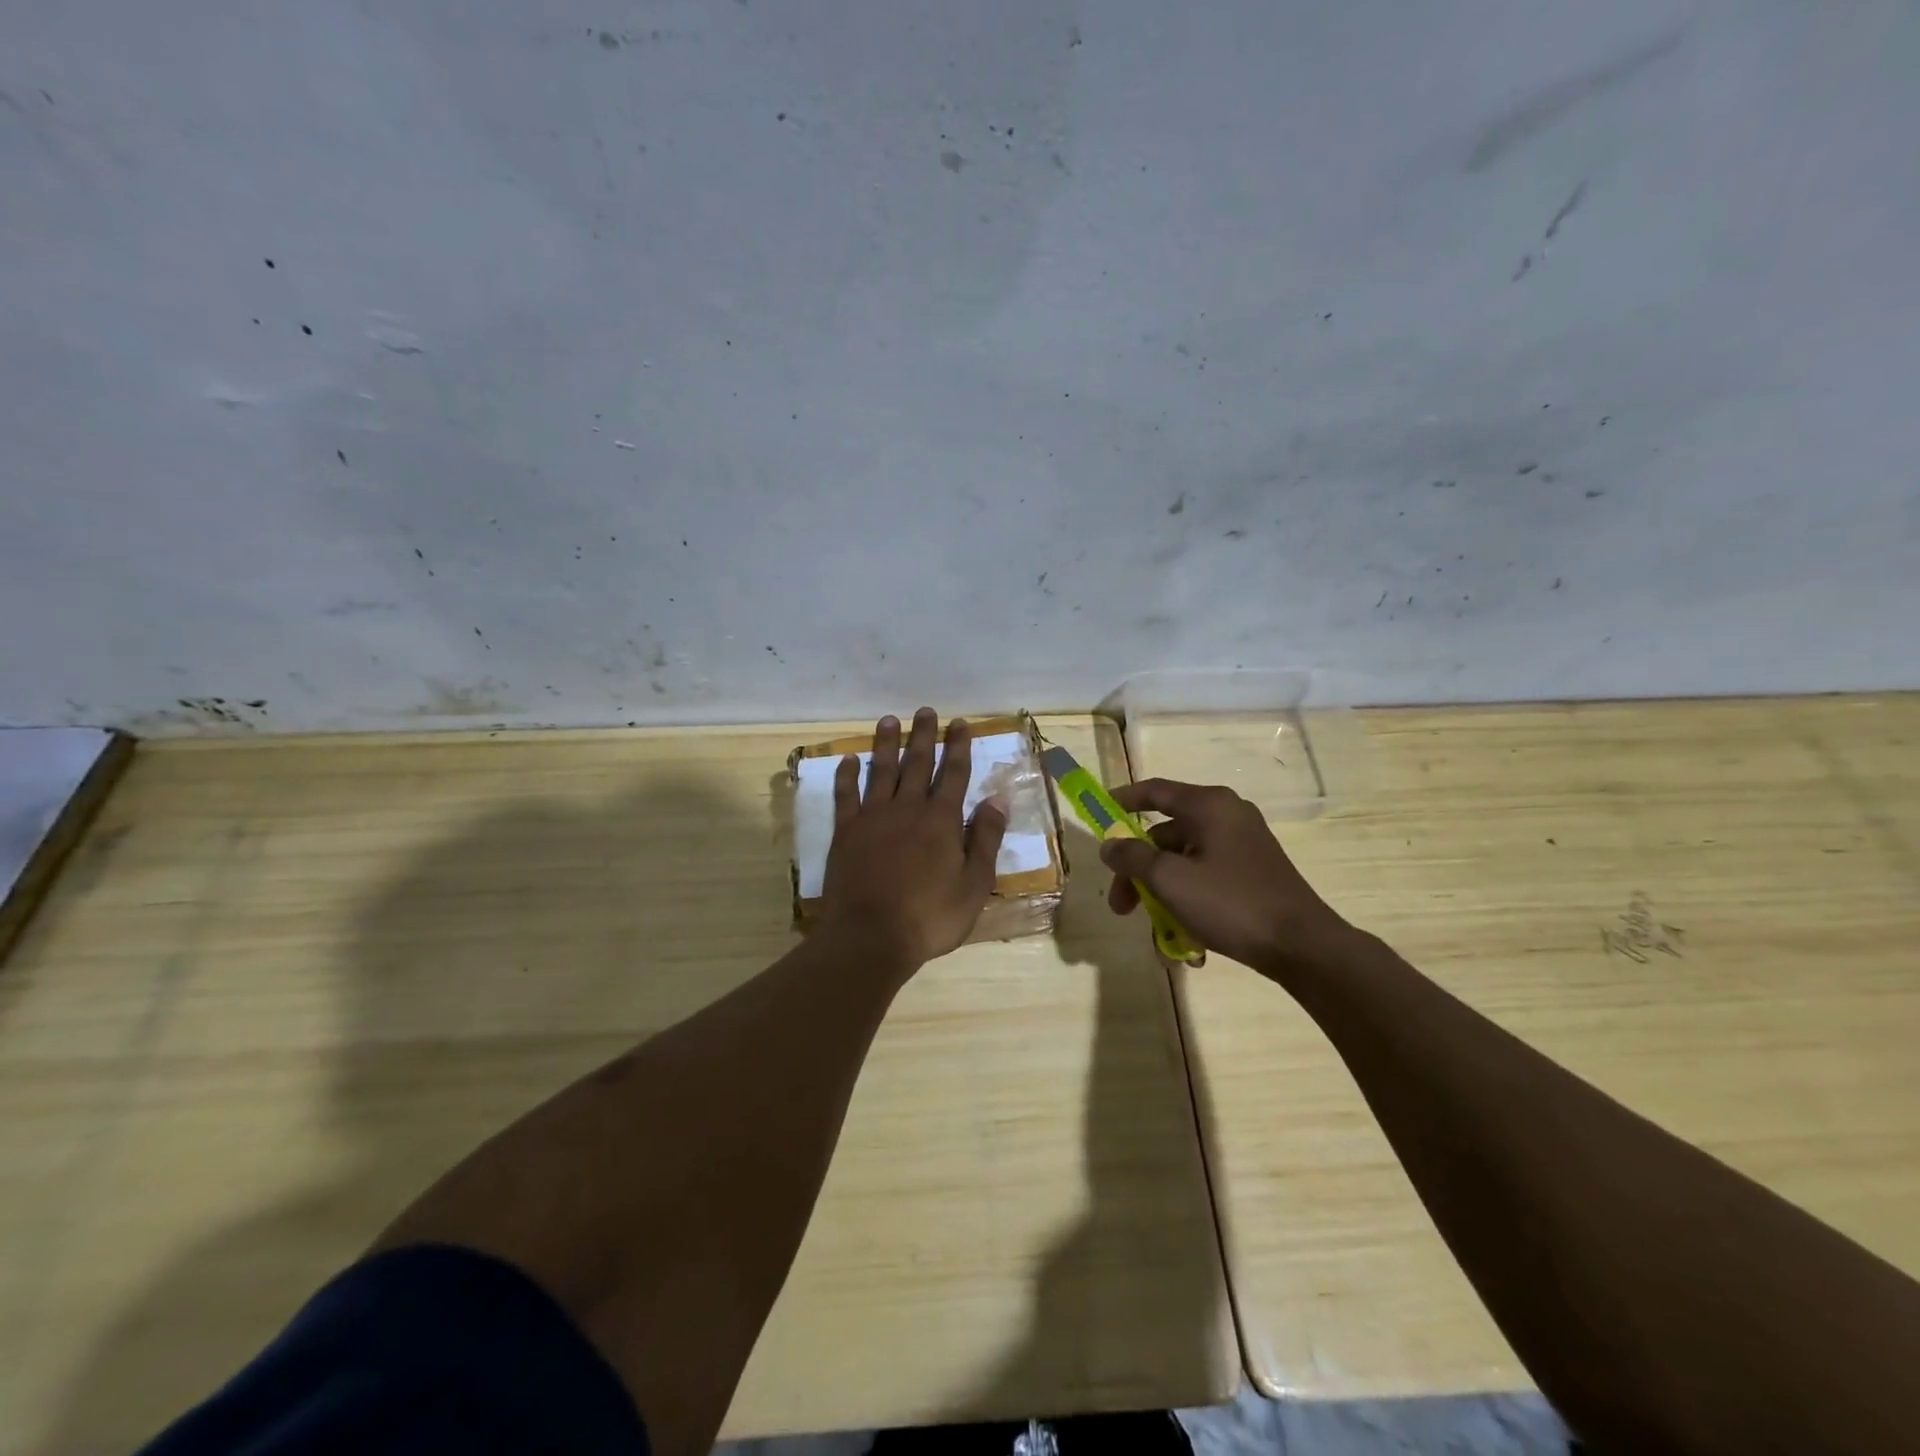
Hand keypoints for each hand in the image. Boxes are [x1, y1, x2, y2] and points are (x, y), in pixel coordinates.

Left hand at [818, 709, 1007, 970]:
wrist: (870, 937)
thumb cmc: (930, 916)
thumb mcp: (974, 885)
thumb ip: (986, 839)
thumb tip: (997, 799)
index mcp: (942, 820)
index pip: (953, 773)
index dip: (958, 747)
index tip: (959, 723)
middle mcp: (908, 808)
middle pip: (917, 763)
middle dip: (924, 735)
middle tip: (925, 711)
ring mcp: (873, 817)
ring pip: (881, 770)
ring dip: (886, 744)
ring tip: (889, 721)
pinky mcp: (845, 832)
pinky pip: (846, 795)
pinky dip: (847, 775)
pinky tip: (848, 760)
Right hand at [1100, 778, 1350, 975]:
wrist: (1303, 946)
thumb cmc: (1231, 903)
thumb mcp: (1170, 880)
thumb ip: (1132, 858)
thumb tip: (1109, 845)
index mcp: (1209, 806)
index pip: (1155, 791)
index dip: (1123, 800)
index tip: (1099, 812)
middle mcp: (1227, 816)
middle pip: (1165, 835)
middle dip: (1138, 872)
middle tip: (1121, 906)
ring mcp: (1243, 845)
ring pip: (1184, 862)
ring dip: (1162, 894)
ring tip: (1157, 935)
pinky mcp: (1253, 872)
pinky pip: (1207, 877)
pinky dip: (1189, 900)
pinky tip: (1185, 938)